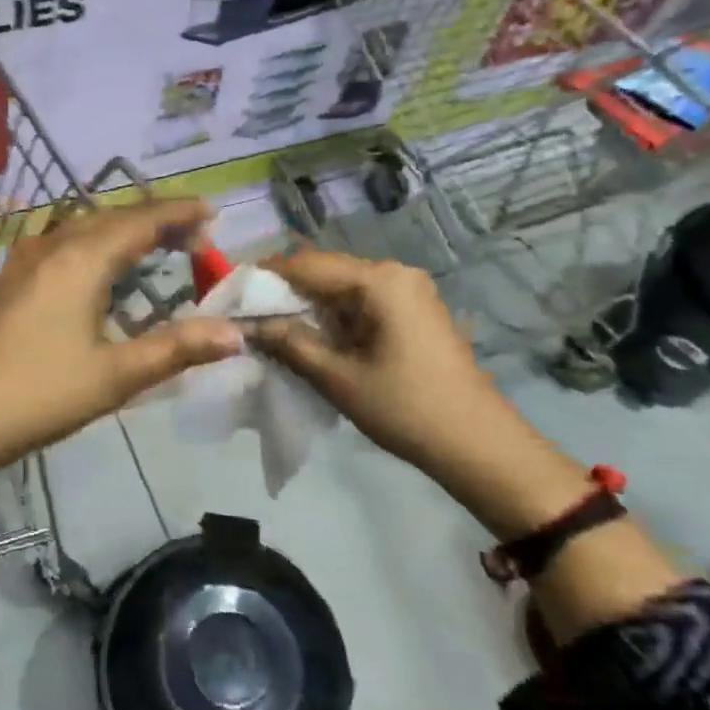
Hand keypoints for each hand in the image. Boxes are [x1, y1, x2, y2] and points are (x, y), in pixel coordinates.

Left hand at [0, 197, 242, 475]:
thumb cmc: (38, 394)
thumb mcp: (115, 376)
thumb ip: (176, 349)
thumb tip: (236, 335)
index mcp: (81, 260)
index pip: (140, 221)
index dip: (179, 213)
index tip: (212, 212)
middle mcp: (51, 249)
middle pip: (110, 218)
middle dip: (153, 220)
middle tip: (190, 238)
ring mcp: (22, 264)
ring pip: (81, 229)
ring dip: (120, 231)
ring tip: (150, 248)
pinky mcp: (6, 284)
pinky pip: (60, 246)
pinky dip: (92, 246)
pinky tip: (95, 275)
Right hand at [254, 250, 586, 533]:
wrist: (478, 444)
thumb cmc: (406, 408)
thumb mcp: (339, 378)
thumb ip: (291, 344)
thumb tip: (248, 326)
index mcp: (379, 281)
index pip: (308, 264)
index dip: (266, 276)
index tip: (231, 293)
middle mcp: (395, 274)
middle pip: (326, 272)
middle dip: (286, 293)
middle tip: (248, 317)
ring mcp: (409, 292)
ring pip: (343, 290)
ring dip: (309, 308)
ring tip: (273, 331)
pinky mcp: (415, 313)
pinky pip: (363, 304)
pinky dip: (334, 319)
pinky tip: (313, 340)